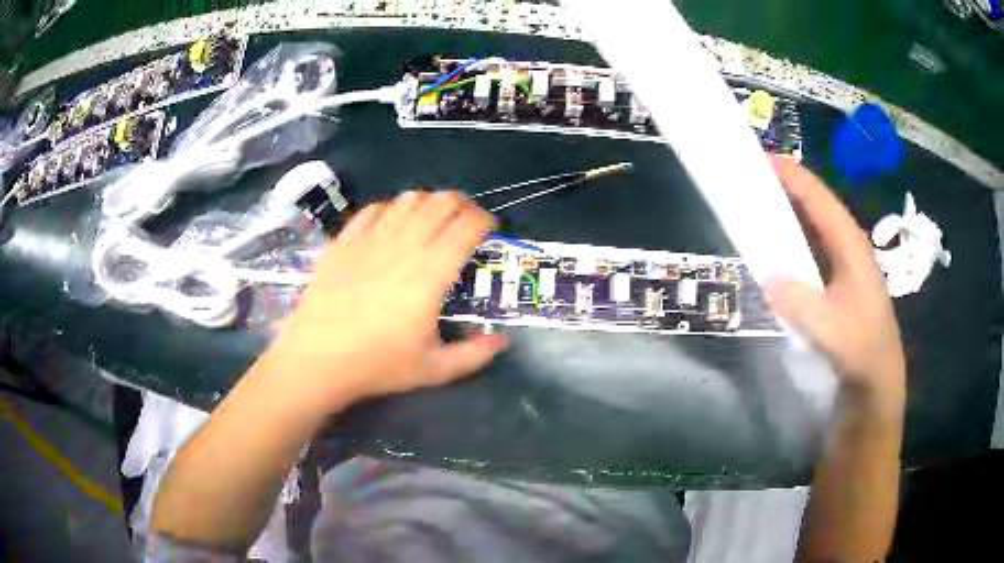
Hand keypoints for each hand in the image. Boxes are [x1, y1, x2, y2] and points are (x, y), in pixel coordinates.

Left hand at [265, 190, 509, 411]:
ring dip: (429, 203)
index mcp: (430, 274)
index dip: (484, 220)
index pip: (467, 226)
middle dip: (462, 204)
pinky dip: (391, 209)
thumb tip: (502, 341)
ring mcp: (370, 239)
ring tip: (432, 220)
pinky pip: (373, 210)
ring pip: (409, 200)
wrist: (316, 359)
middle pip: (441, 203)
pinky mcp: (344, 241)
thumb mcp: (433, 370)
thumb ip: (474, 355)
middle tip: (466, 220)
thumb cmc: (376, 365)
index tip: (489, 229)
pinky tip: (391, 224)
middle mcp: (403, 246)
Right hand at [765, 159, 904, 397]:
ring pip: (815, 225)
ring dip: (789, 211)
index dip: (792, 175)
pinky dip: (794, 238)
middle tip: (753, 176)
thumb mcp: (830, 328)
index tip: (761, 158)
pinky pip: (813, 247)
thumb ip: (799, 301)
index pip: (819, 198)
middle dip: (787, 186)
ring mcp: (845, 262)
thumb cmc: (861, 348)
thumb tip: (766, 276)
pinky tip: (777, 246)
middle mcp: (848, 245)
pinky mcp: (840, 280)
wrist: (878, 378)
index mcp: (850, 244)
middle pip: (816, 204)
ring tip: (759, 202)